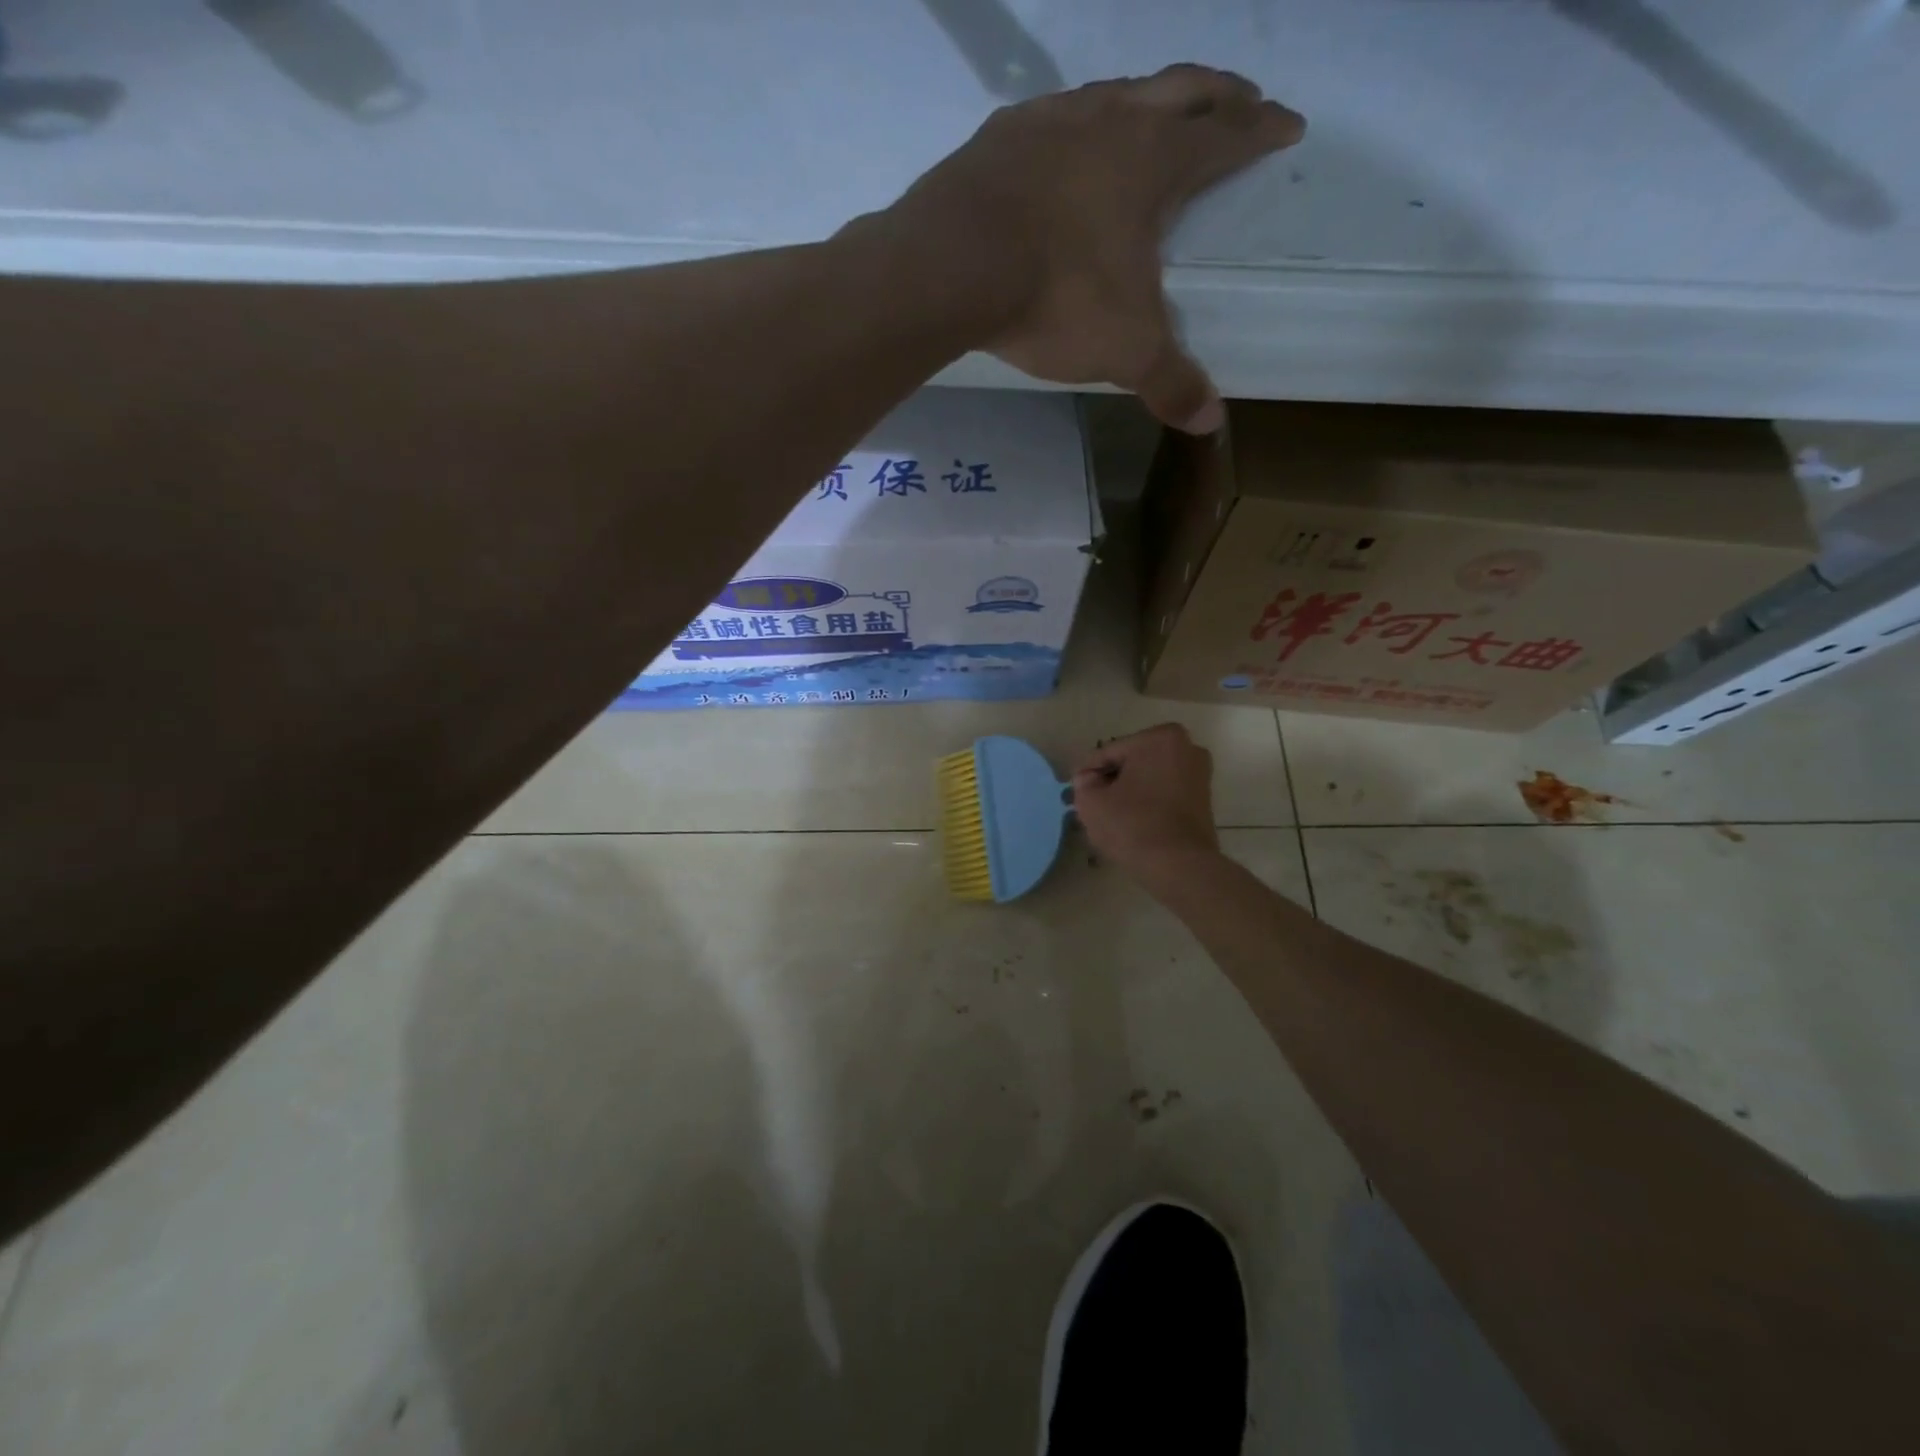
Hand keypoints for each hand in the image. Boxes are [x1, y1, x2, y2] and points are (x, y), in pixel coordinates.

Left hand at [887, 66, 1304, 432]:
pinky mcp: (998, 136)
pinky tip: (1066, 143)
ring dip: (1147, 98)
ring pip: (1116, 90)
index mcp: (1154, 162)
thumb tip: (1211, 422)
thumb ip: (1170, 382)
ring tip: (1156, 114)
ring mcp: (1050, 121)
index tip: (1288, 125)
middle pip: (1181, 89)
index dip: (1261, 130)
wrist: (951, 266)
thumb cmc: (1056, 297)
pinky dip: (1075, 123)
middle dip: (1219, 94)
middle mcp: (1109, 121)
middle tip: (1244, 98)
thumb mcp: (1125, 350)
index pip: (1225, 136)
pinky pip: (1052, 116)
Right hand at [1071, 723, 1222, 894]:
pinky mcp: (1204, 799)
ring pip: (1149, 778)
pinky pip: (1165, 793)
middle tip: (1091, 802)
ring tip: (1109, 814)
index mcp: (1160, 738)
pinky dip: (1148, 803)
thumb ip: (1083, 784)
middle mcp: (1186, 747)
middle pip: (1132, 762)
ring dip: (1129, 792)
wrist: (1180, 867)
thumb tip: (1088, 779)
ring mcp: (1199, 774)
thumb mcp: (1092, 802)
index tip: (1074, 791)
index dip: (1088, 773)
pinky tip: (1131, 821)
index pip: (1109, 752)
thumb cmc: (1133, 825)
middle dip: (1111, 780)